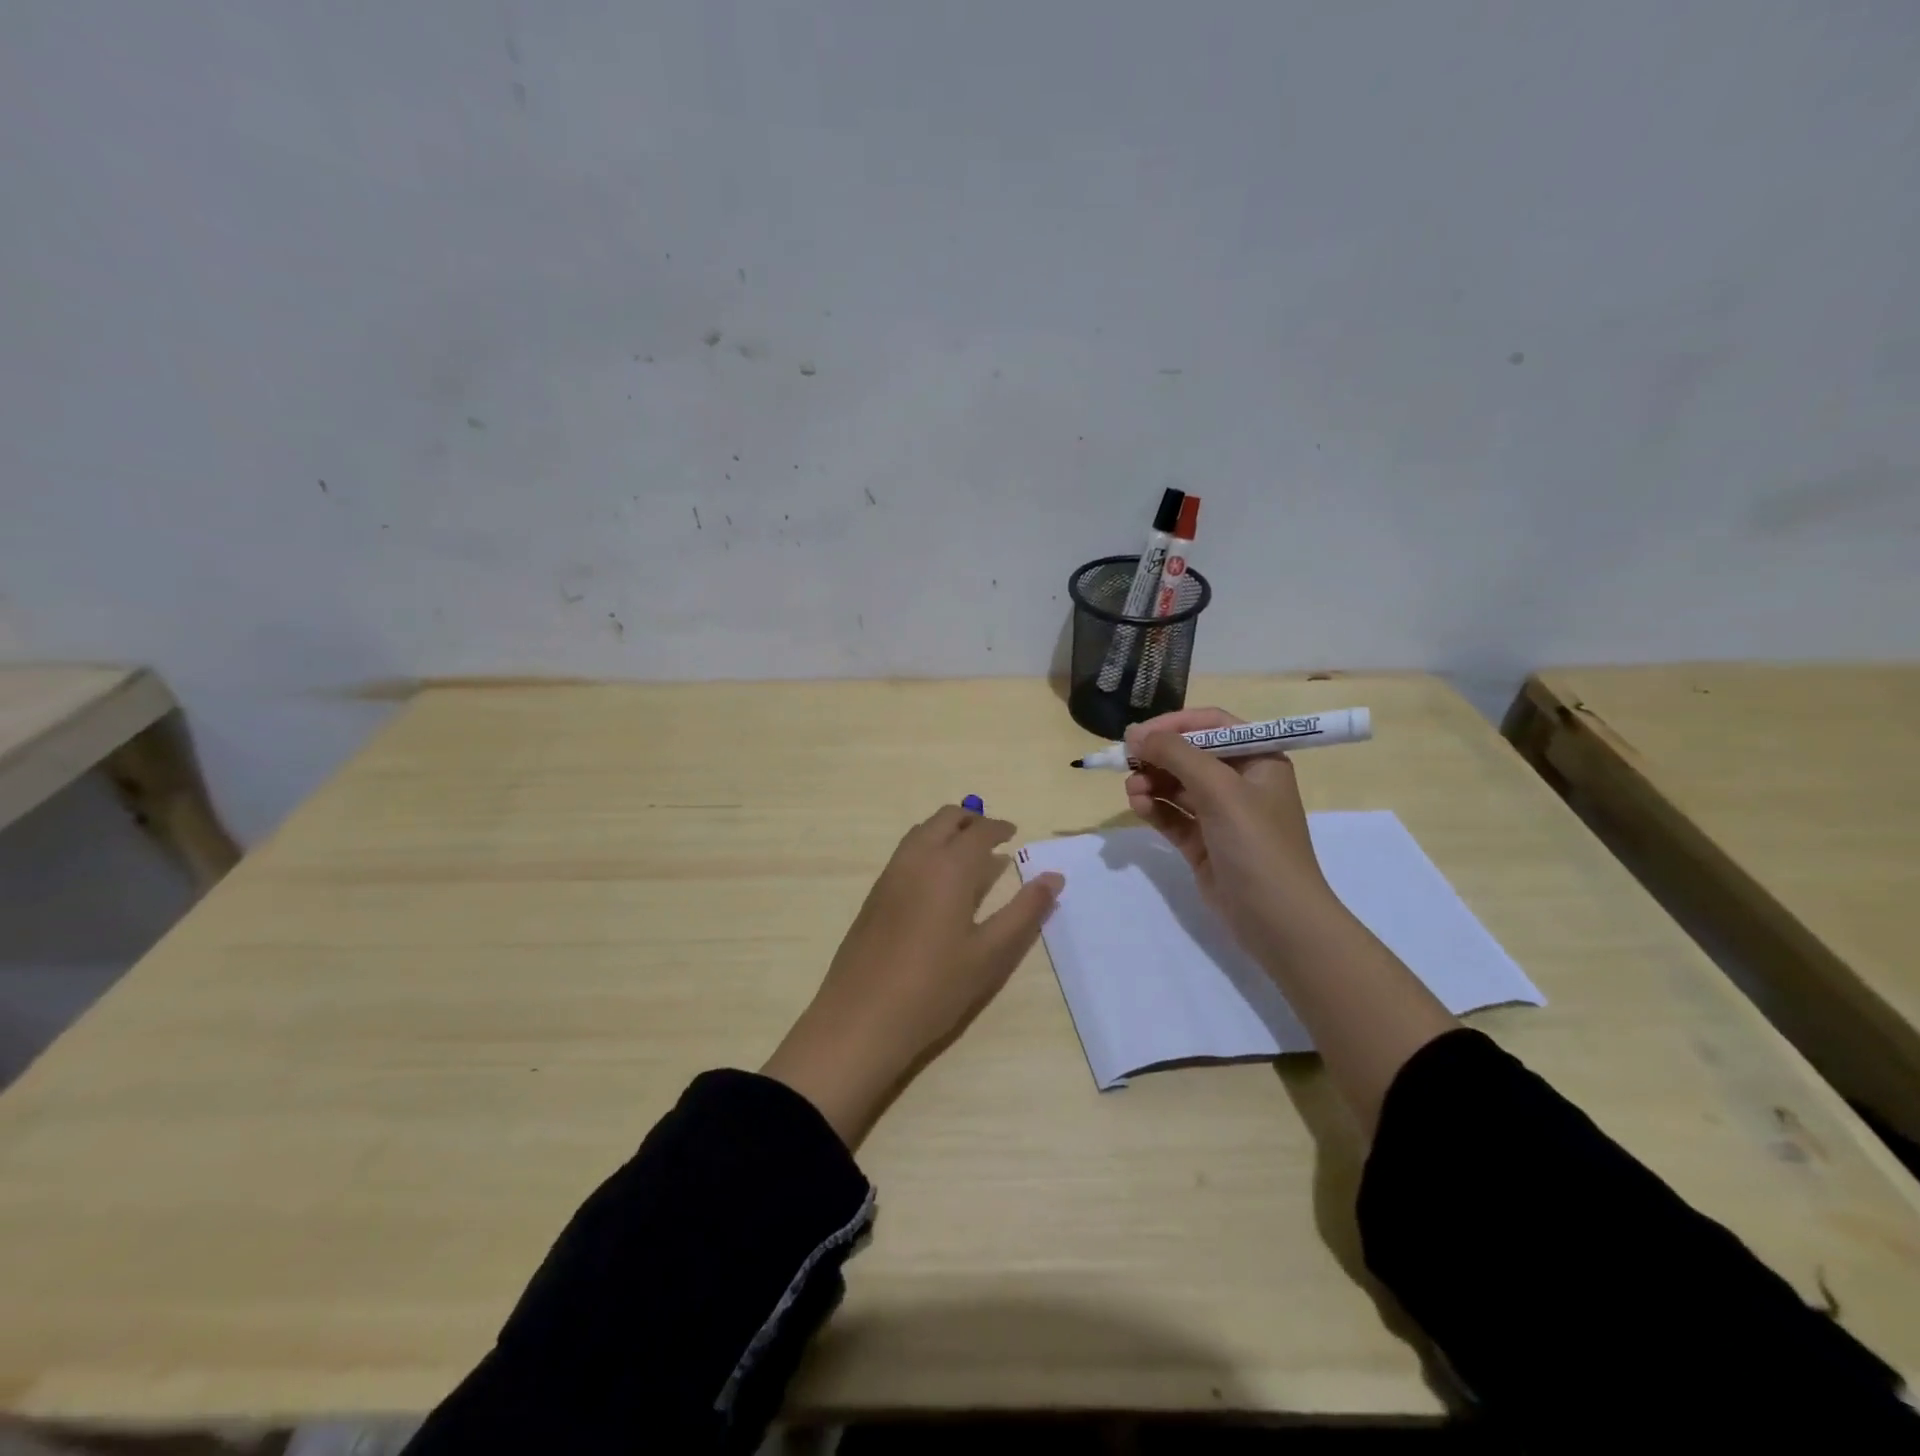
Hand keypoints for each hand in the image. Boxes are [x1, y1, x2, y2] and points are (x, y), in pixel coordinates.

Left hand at [763, 805, 1063, 1147]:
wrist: (861, 1018)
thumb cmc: (934, 987)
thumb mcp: (990, 954)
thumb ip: (1024, 911)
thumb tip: (1054, 877)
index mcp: (949, 867)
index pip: (978, 831)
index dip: (998, 827)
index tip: (1013, 833)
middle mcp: (917, 859)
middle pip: (945, 819)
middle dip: (971, 820)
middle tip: (993, 837)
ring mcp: (890, 875)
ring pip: (921, 832)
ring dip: (946, 830)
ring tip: (967, 855)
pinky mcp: (874, 894)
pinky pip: (905, 852)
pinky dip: (927, 847)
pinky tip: (937, 882)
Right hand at [1123, 707, 1338, 957]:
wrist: (1276, 919)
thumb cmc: (1256, 843)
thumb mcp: (1219, 789)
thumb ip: (1176, 755)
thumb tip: (1136, 734)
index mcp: (1258, 760)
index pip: (1213, 725)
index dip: (1175, 724)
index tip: (1139, 733)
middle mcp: (1240, 782)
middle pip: (1190, 754)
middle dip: (1158, 756)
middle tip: (1127, 761)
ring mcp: (1221, 815)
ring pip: (1177, 786)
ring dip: (1152, 782)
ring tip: (1132, 791)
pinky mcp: (1203, 843)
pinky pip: (1172, 815)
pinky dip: (1154, 808)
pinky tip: (1138, 806)